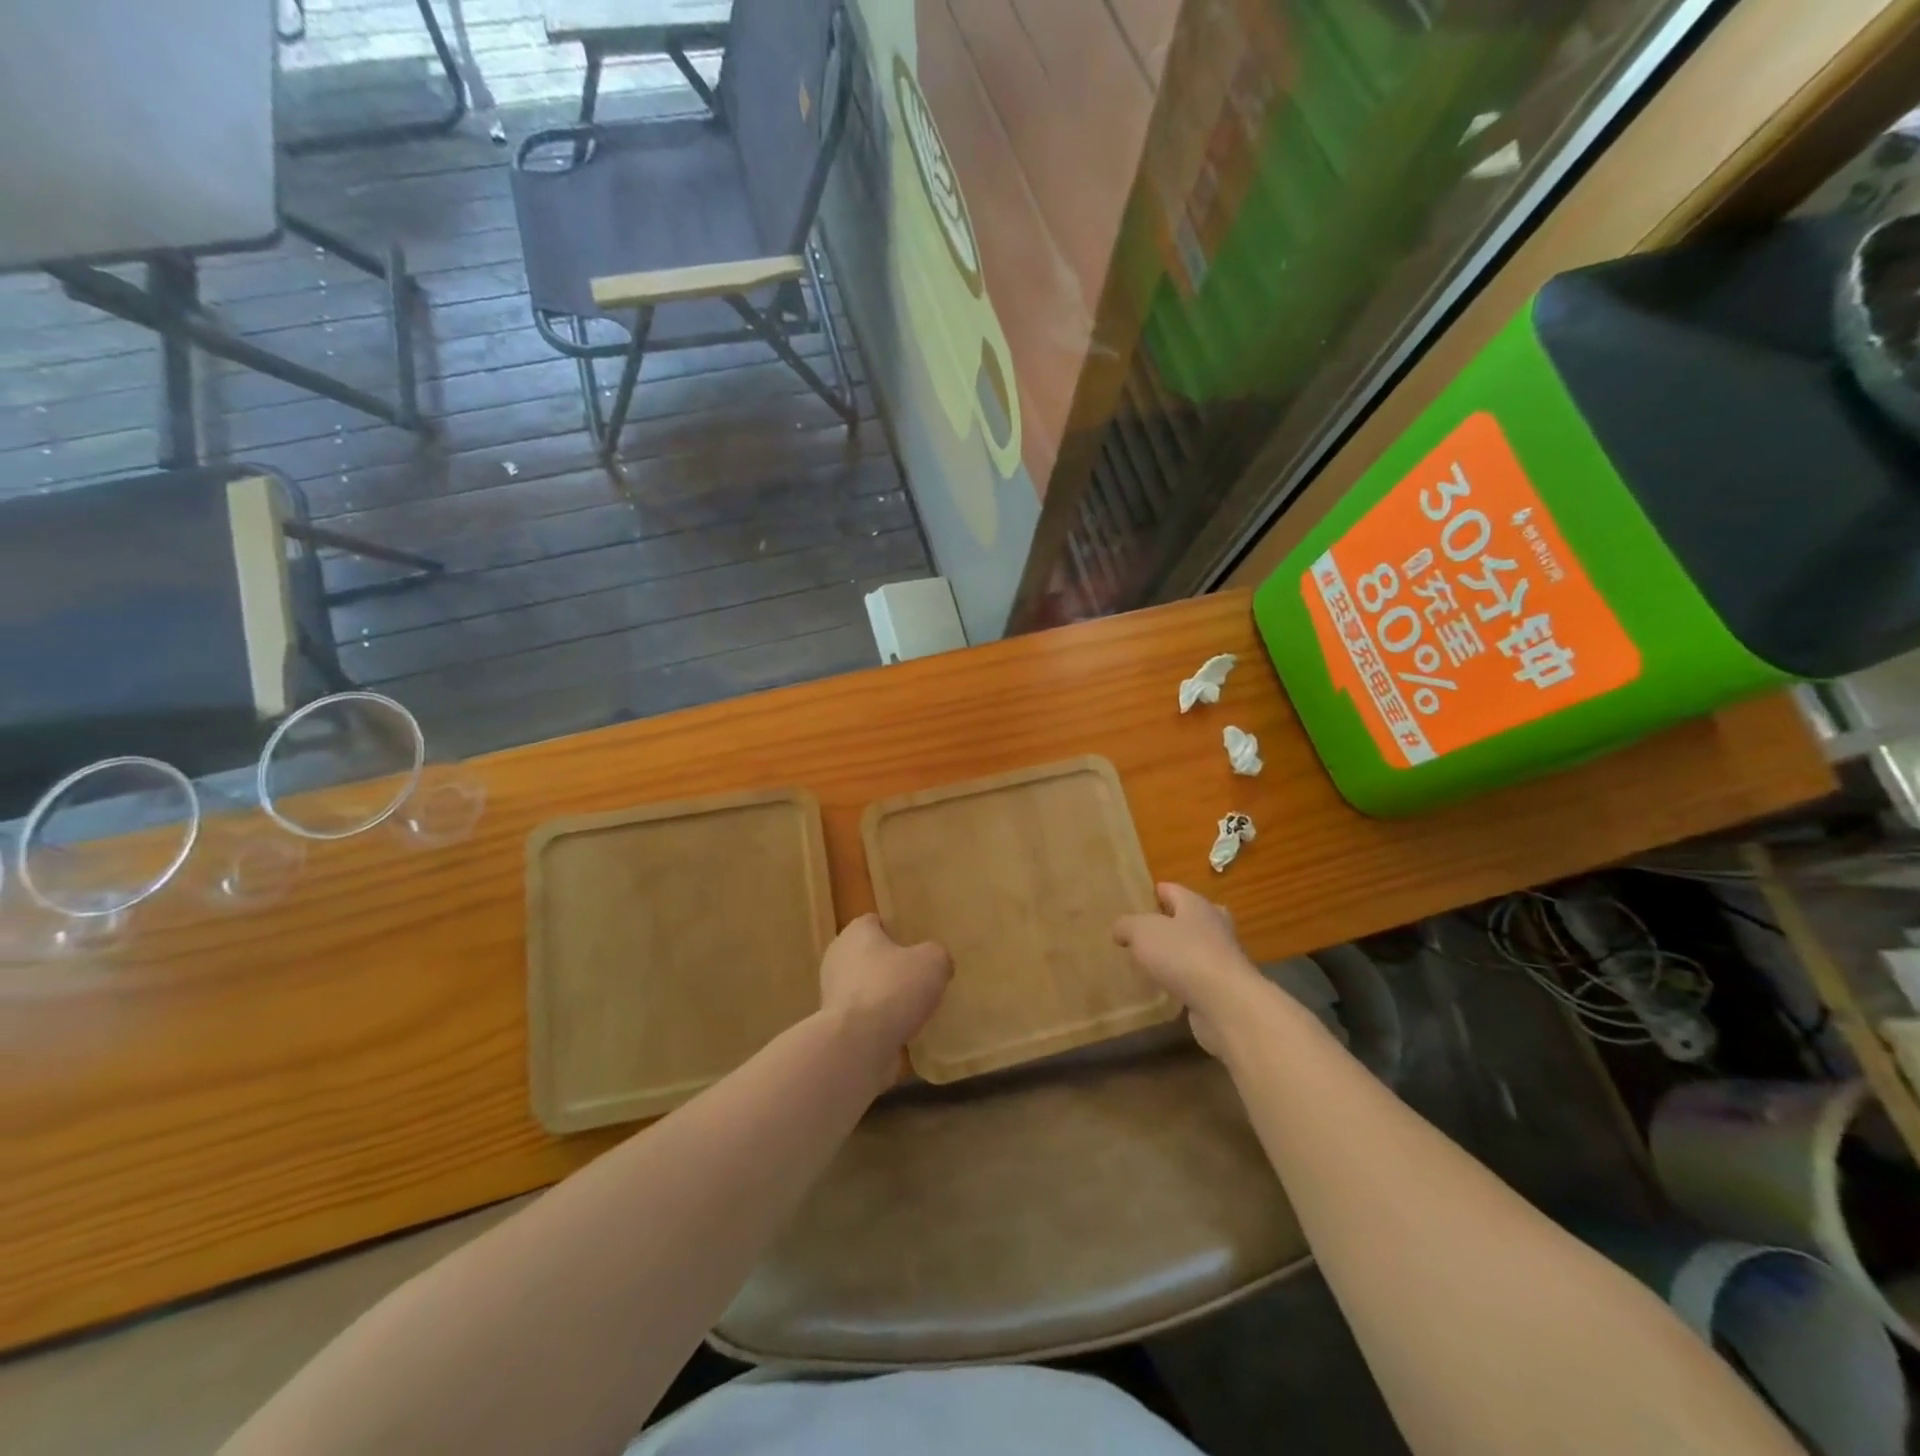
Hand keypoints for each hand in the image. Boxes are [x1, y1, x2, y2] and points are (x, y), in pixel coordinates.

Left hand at [819, 914, 951, 1082]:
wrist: (858, 1043)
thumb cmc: (893, 988)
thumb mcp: (933, 962)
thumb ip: (936, 956)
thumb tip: (936, 964)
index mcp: (856, 932)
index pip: (874, 922)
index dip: (895, 931)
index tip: (914, 945)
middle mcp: (837, 957)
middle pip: (867, 955)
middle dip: (888, 965)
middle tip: (916, 977)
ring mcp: (831, 993)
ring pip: (863, 987)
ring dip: (882, 996)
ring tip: (911, 1009)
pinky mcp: (834, 1025)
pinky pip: (861, 1016)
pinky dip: (876, 1023)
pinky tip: (897, 1032)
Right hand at [1113, 882, 1262, 1055]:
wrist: (1226, 1004)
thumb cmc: (1183, 955)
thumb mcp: (1142, 932)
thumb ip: (1127, 925)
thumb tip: (1120, 929)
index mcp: (1196, 905)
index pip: (1173, 890)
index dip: (1155, 892)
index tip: (1138, 900)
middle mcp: (1214, 926)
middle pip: (1191, 917)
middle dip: (1172, 922)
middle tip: (1147, 931)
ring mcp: (1223, 958)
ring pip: (1196, 948)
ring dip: (1179, 953)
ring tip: (1152, 961)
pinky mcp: (1224, 988)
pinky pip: (1198, 977)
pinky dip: (1184, 980)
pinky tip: (1166, 988)